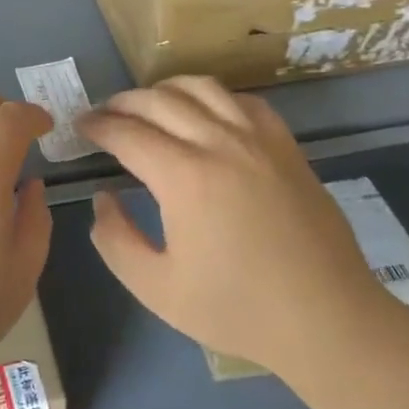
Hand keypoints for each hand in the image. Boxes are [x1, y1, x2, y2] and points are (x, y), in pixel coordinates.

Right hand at [75, 77, 389, 371]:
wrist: (328, 321)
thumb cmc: (238, 310)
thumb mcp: (157, 289)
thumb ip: (116, 240)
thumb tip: (104, 197)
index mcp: (185, 178)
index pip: (127, 133)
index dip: (97, 126)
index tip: (80, 127)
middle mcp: (220, 143)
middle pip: (158, 100)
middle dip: (122, 103)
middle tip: (104, 116)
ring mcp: (258, 140)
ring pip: (201, 88)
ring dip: (164, 90)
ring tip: (147, 107)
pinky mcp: (286, 146)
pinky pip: (242, 101)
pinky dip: (212, 97)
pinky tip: (204, 114)